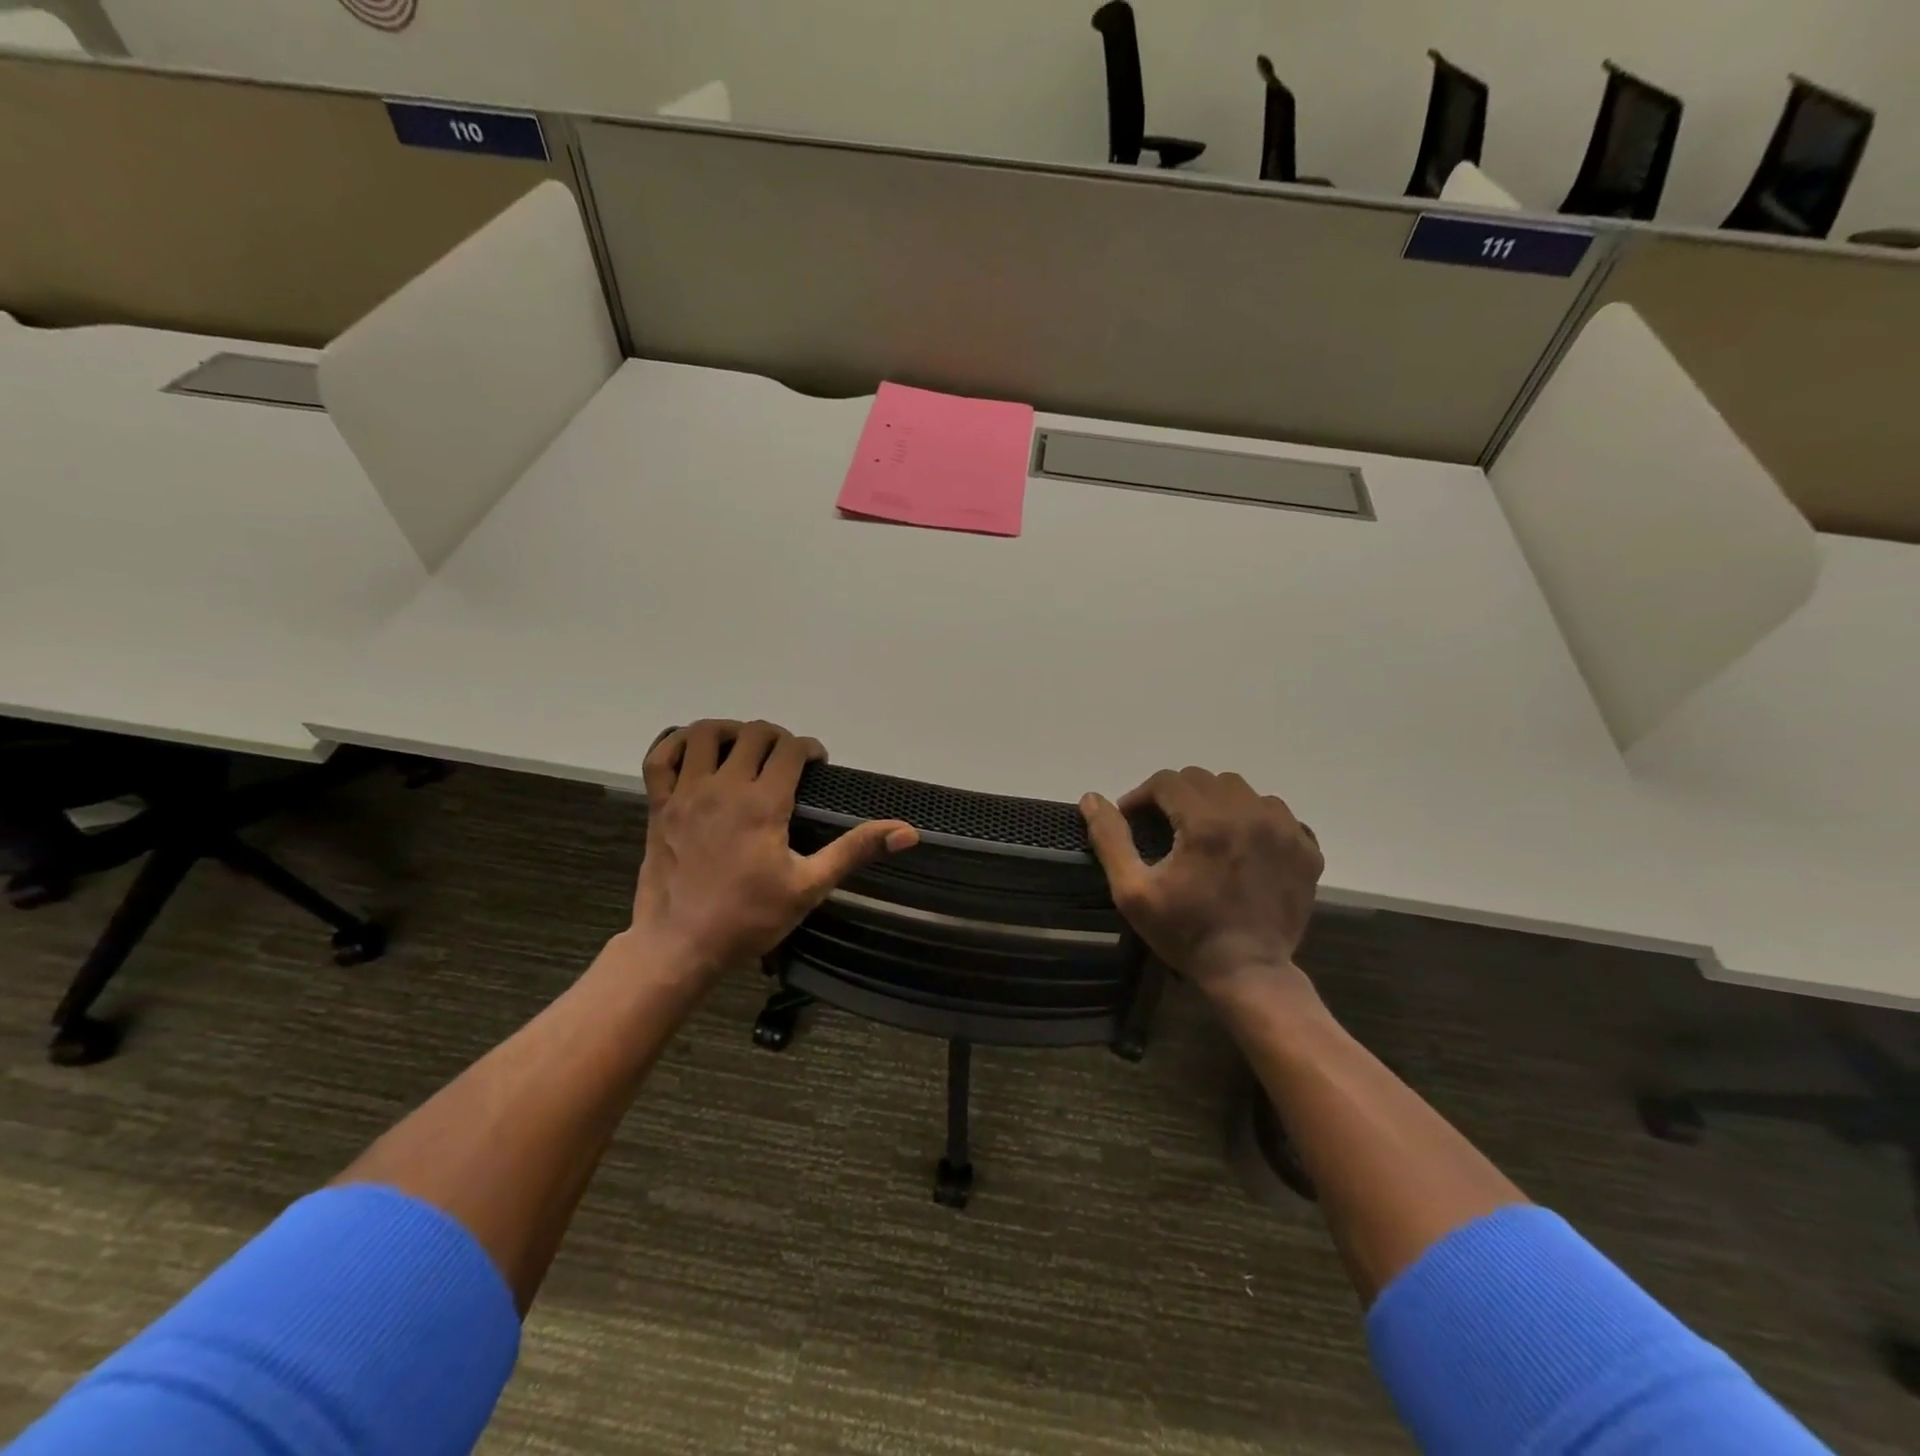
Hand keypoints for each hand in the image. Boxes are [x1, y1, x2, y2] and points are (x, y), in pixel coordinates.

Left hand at [633, 720, 917, 982]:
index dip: (810, 749)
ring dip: (730, 731)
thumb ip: (856, 850)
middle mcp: (724, 786)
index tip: (817, 765)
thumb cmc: (750, 918)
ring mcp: (686, 792)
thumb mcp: (811, 886)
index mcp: (764, 802)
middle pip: (754, 733)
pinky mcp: (659, 805)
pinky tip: (695, 752)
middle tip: (787, 760)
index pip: (791, 748)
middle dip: (778, 737)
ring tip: (743, 748)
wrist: (680, 946)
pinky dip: (677, 742)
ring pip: (706, 733)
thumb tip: (908, 832)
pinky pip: (660, 755)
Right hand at [1080, 768, 1321, 993]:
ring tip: (1205, 833)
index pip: (1167, 781)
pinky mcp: (1306, 848)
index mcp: (1206, 821)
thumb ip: (1110, 839)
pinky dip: (1255, 819)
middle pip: (1204, 779)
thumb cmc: (1185, 933)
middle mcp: (1250, 813)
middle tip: (1165, 828)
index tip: (1133, 821)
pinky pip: (1276, 813)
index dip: (1142, 796)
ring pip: (1242, 790)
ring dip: (1216, 802)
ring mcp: (1285, 830)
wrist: (1249, 973)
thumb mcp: (1133, 891)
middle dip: (1177, 796)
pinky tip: (1242, 846)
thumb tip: (1091, 798)